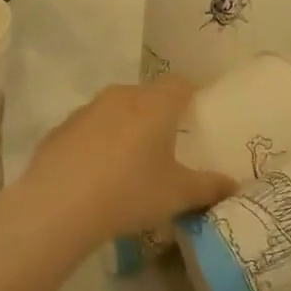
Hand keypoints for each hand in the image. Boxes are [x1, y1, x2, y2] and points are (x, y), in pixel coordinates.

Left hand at [18, 79, 236, 242]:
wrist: (58, 206)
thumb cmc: (129, 192)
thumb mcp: (177, 194)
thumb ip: (209, 187)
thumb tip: (233, 185)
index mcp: (155, 104)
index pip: (180, 83)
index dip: (190, 96)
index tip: (195, 117)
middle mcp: (122, 96)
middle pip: (146, 96)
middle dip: (156, 115)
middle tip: (164, 146)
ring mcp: (87, 110)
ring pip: (114, 111)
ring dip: (124, 128)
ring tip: (128, 164)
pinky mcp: (60, 129)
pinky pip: (87, 130)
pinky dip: (95, 144)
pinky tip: (94, 177)